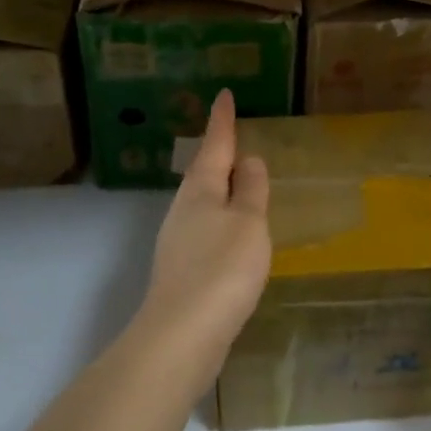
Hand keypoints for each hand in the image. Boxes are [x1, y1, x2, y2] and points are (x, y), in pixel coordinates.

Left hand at [136, 90, 271, 385]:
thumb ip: (251, 189)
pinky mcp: (183, 270)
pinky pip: (208, 230)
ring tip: (241, 183)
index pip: (215, 144)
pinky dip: (223, 221)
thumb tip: (248, 160)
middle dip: (219, 154)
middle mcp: (184, 209)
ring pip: (205, 203)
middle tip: (236, 137)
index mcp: (201, 190)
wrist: (182, 335)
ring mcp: (179, 241)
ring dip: (222, 189)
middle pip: (204, 172)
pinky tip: (234, 236)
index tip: (223, 94)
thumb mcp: (248, 222)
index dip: (222, 120)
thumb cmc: (222, 268)